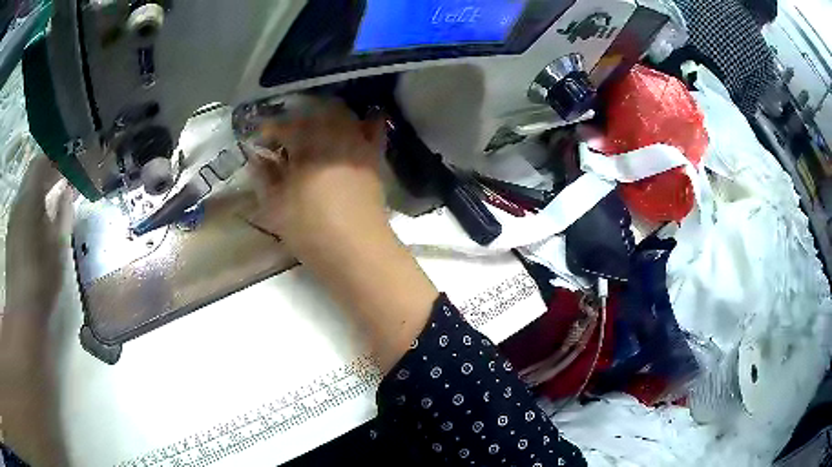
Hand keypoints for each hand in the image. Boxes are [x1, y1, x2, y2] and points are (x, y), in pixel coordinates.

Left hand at [5, 153, 73, 315]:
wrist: (22, 311)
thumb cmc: (41, 278)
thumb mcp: (57, 247)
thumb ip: (63, 214)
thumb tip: (68, 192)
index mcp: (29, 198)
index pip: (41, 162)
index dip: (56, 158)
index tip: (71, 160)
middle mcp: (19, 201)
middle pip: (33, 174)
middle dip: (49, 171)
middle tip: (66, 175)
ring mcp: (13, 217)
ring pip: (27, 191)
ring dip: (40, 188)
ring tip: (55, 195)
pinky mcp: (11, 233)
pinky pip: (22, 206)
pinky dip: (33, 203)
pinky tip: (41, 217)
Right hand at [246, 95, 437, 371]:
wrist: (357, 252)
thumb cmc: (310, 231)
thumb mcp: (275, 207)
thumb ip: (264, 177)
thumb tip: (257, 158)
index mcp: (307, 147)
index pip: (285, 127)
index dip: (271, 130)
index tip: (261, 138)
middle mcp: (335, 138)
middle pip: (315, 114)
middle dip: (298, 120)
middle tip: (286, 137)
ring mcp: (358, 146)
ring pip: (343, 117)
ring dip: (326, 118)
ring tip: (314, 134)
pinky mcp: (374, 160)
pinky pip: (375, 131)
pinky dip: (368, 122)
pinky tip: (359, 125)